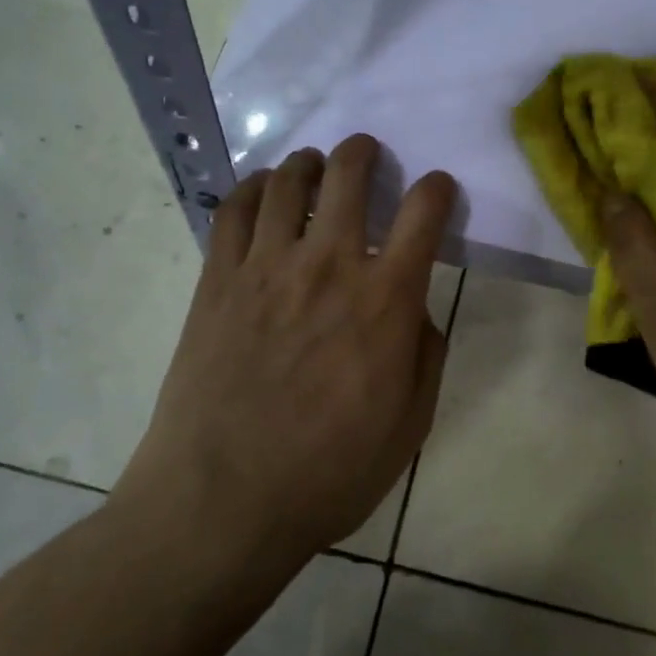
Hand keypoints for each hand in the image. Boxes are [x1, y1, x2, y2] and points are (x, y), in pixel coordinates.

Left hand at [110, 135, 455, 567]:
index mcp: (385, 299)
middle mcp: (329, 265)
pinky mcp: (217, 280)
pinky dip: (252, 188)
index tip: (438, 188)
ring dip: (308, 162)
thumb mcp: (411, 423)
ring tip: (313, 166)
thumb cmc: (330, 471)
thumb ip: (426, 354)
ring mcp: (266, 267)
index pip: (423, 213)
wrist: (223, 502)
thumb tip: (417, 311)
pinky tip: (261, 190)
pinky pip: (234, 211)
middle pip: (349, 176)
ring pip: (288, 182)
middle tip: (366, 153)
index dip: (437, 189)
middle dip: (364, 153)